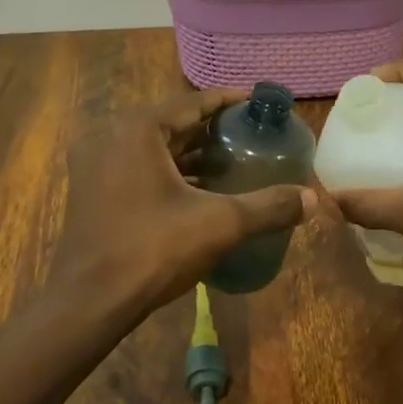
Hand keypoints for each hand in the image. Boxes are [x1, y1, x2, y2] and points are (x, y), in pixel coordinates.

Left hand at [50, 89, 315, 323]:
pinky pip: (138, 169)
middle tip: (249, 134)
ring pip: (153, 149)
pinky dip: (169, 173)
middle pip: (172, 123)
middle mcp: (111, 136)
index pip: (191, 102)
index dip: (228, 101)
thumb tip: (313, 199)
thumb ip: (268, 206)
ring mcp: (95, 165)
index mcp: (137, 129)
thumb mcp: (219, 223)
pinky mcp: (92, 192)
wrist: (89, 302)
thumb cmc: (153, 249)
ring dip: (191, 154)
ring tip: (232, 162)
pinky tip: (199, 191)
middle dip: (211, 129)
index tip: (257, 103)